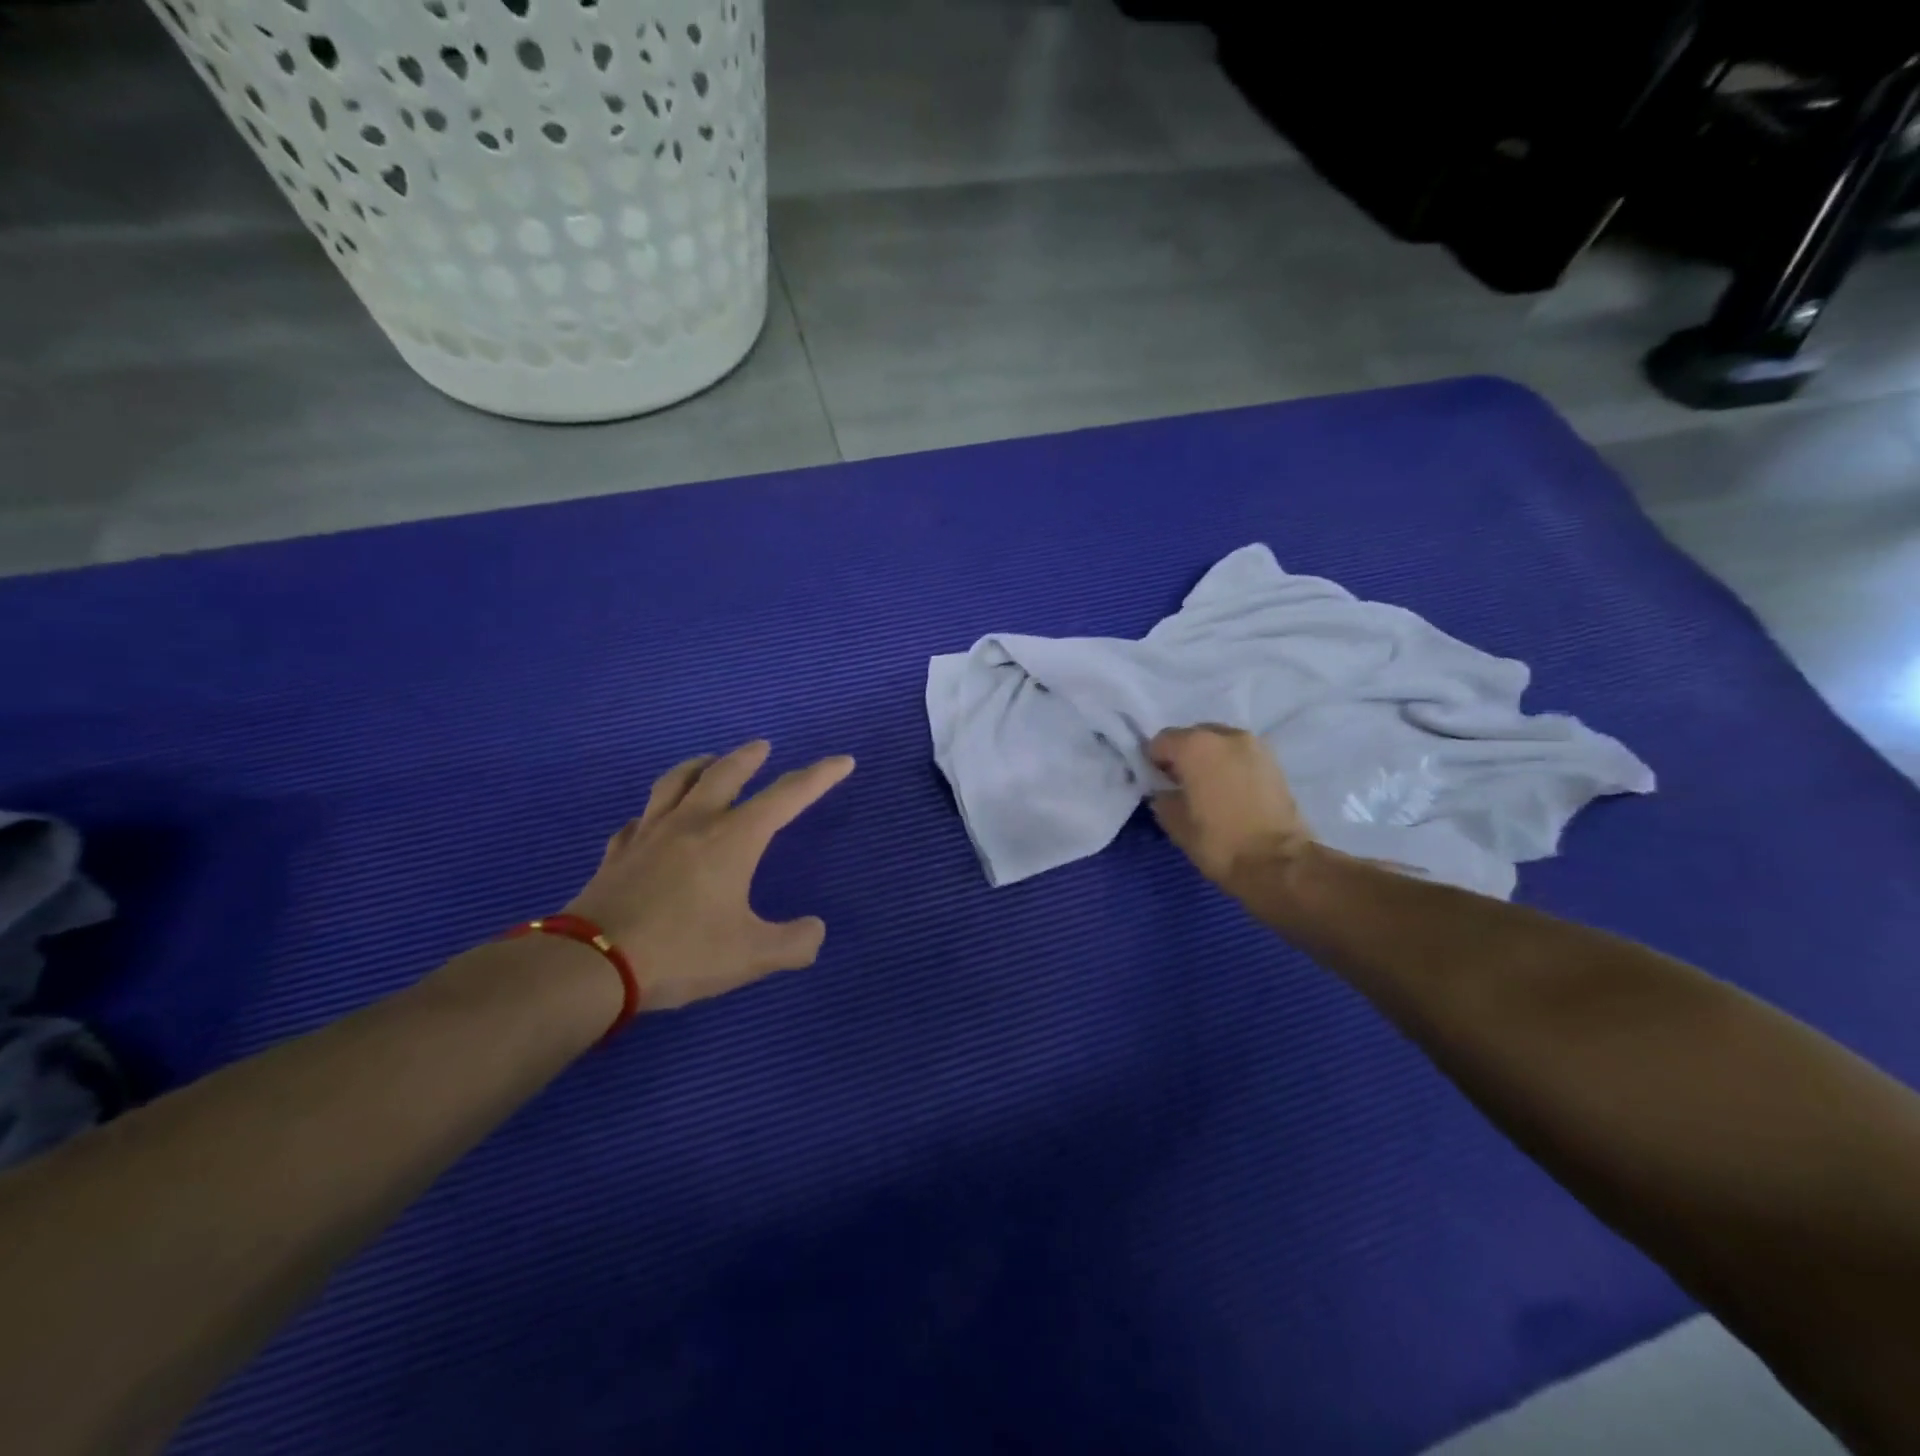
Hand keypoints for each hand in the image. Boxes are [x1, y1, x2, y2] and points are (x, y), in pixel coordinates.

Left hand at [563, 740, 854, 1010]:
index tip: (842, 761)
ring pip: (675, 783)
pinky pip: (639, 821)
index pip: (787, 796)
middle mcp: (693, 823)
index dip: (819, 776)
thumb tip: (814, 931)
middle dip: (750, 757)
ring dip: (698, 766)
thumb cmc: (681, 953)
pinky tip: (651, 822)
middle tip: (763, 747)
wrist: (591, 966)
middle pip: (725, 773)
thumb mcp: (751, 956)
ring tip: (707, 762)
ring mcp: (649, 834)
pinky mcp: (617, 853)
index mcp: (733, 838)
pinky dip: (653, 813)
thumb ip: (794, 943)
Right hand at [1148, 725, 1313, 893]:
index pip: (1161, 741)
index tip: (1157, 782)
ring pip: (1219, 744)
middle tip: (1182, 785)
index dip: (1154, 761)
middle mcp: (1225, 736)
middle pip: (1192, 736)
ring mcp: (1255, 746)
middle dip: (1184, 756)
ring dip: (1209, 760)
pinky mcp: (1275, 762)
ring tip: (1209, 789)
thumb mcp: (1175, 824)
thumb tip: (1165, 791)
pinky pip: (1241, 756)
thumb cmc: (1219, 841)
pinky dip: (1231, 767)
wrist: (1279, 862)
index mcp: (1195, 746)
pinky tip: (1230, 792)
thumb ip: (1163, 798)